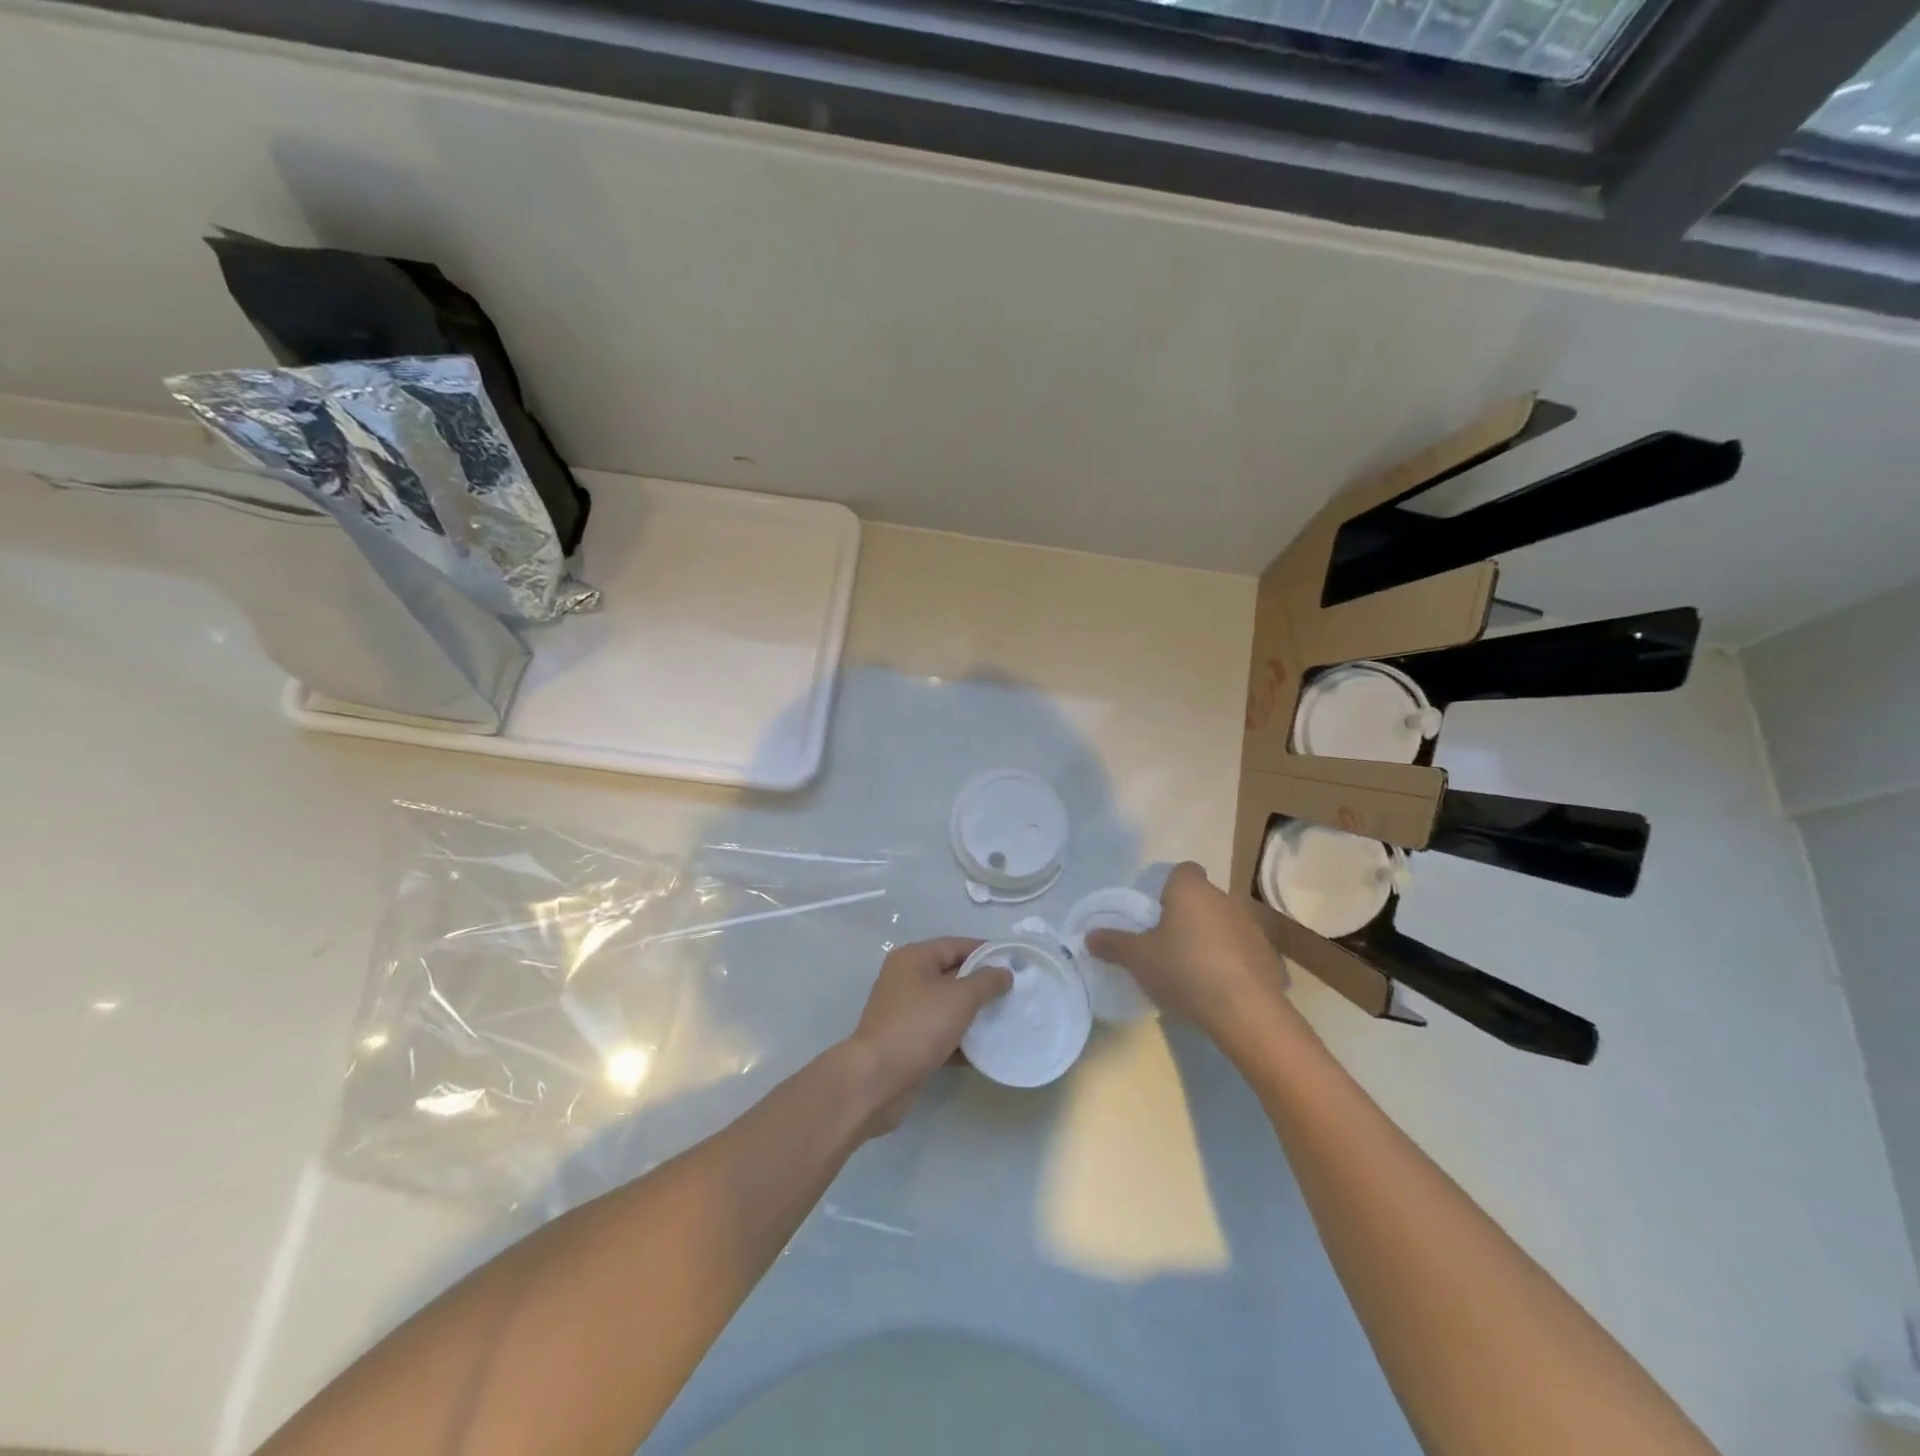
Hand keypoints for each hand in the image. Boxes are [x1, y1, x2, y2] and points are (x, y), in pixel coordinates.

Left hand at [845, 937, 1012, 1135]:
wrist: (877, 1080)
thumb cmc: (918, 1026)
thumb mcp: (960, 998)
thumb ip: (986, 981)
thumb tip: (1004, 972)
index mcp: (914, 959)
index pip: (956, 945)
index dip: (986, 951)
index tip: (1015, 963)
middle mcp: (906, 980)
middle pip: (952, 975)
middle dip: (983, 985)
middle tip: (1016, 993)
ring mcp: (905, 1013)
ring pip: (948, 1007)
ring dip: (974, 1015)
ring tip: (1007, 1020)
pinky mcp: (908, 1043)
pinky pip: (941, 1034)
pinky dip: (962, 1041)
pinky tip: (987, 1051)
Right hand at [1085, 862, 1289, 1044]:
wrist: (1245, 1010)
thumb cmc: (1184, 970)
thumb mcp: (1138, 958)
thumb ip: (1113, 943)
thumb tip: (1089, 936)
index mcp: (1191, 891)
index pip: (1183, 871)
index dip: (1169, 886)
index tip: (1157, 911)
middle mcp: (1224, 899)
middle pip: (1203, 898)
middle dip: (1188, 915)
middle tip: (1168, 944)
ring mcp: (1252, 927)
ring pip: (1225, 923)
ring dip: (1212, 938)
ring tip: (1194, 969)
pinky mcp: (1269, 956)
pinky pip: (1244, 951)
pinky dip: (1233, 962)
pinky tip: (1220, 988)